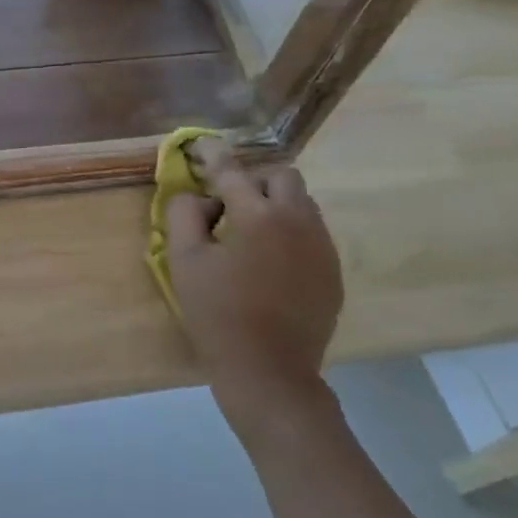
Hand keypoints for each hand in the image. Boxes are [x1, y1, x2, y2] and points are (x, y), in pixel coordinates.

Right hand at [164, 163, 343, 445]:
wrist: (270, 372)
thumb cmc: (218, 314)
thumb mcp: (183, 261)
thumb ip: (184, 214)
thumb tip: (199, 197)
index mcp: (258, 216)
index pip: (232, 171)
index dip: (212, 154)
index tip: (201, 144)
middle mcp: (298, 221)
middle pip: (283, 177)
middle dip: (254, 181)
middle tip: (229, 207)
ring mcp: (322, 247)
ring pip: (303, 204)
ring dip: (275, 206)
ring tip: (250, 237)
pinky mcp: (333, 272)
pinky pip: (313, 234)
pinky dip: (290, 234)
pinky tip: (270, 264)